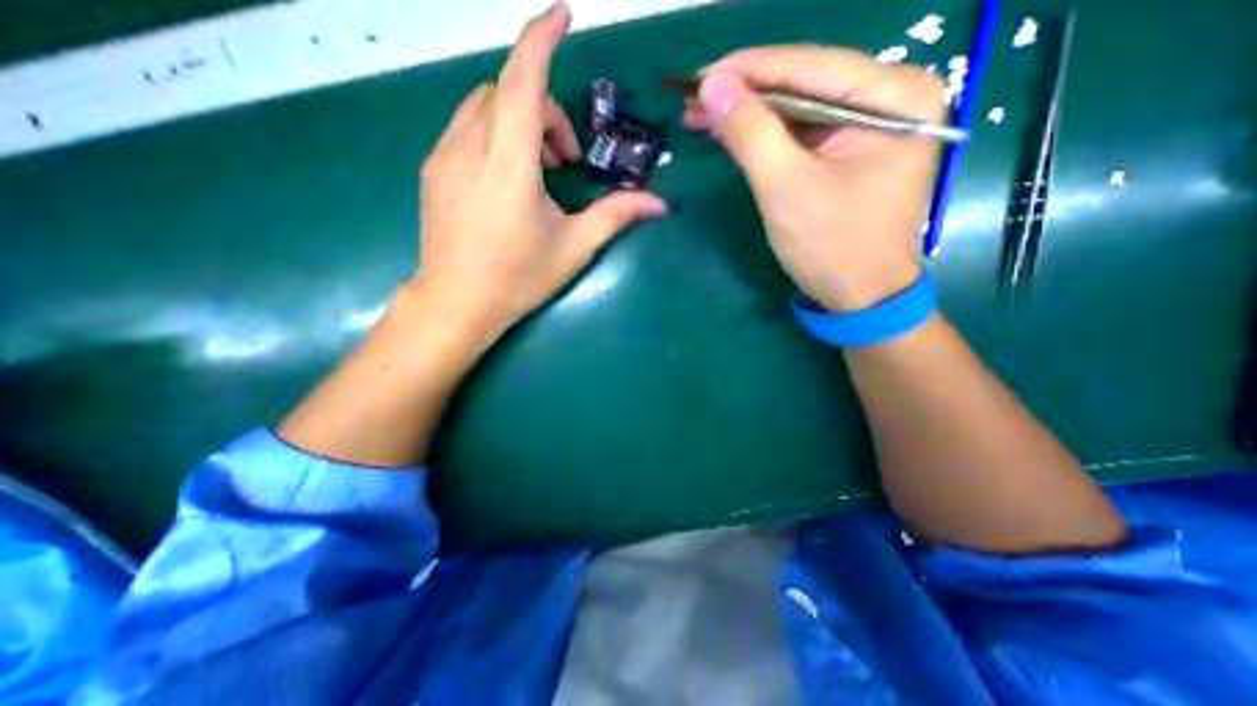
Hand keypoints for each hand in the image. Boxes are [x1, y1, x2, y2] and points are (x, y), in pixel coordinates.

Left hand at [413, 0, 666, 343]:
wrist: (457, 303)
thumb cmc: (518, 279)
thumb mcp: (574, 247)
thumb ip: (616, 216)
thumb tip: (660, 204)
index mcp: (508, 167)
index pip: (522, 82)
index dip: (541, 40)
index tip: (563, 15)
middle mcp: (469, 149)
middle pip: (506, 93)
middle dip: (544, 110)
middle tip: (565, 161)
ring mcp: (444, 157)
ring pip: (483, 107)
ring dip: (518, 122)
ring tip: (538, 170)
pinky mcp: (433, 170)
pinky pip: (466, 128)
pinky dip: (494, 134)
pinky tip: (507, 176)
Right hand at [686, 48, 940, 312]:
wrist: (859, 295)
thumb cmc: (831, 246)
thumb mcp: (786, 188)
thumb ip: (751, 132)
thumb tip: (712, 86)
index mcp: (894, 97)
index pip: (809, 66)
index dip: (749, 69)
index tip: (699, 76)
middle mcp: (891, 97)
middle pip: (804, 83)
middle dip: (745, 93)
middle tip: (693, 97)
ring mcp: (872, 124)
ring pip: (798, 107)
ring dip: (750, 113)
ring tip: (701, 115)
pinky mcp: (851, 149)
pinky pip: (802, 132)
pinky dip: (765, 134)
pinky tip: (733, 132)